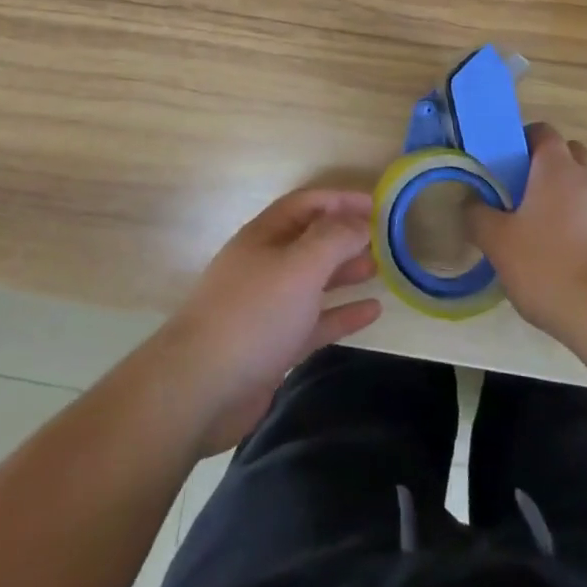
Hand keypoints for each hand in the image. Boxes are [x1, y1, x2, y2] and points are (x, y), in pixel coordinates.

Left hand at [160, 188, 381, 453]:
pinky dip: (342, 313)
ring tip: (381, 269)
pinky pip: (315, 321)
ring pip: (314, 280)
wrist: (201, 387)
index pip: (307, 204)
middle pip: (311, 240)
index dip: (341, 200)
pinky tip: (373, 312)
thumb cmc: (253, 314)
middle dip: (346, 235)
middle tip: (385, 240)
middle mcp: (266, 264)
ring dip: (346, 271)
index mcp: (265, 235)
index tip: (378, 204)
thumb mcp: (299, 266)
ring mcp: (269, 306)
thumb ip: (334, 239)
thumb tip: (360, 221)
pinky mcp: (275, 345)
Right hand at [467, 123, 586, 341]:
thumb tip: (470, 203)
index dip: (522, 140)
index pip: (543, 132)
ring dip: (564, 199)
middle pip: (570, 154)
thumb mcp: (498, 243)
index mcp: (558, 169)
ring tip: (538, 231)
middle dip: (547, 166)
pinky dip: (580, 227)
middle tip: (521, 192)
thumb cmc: (550, 267)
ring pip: (585, 189)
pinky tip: (562, 259)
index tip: (504, 162)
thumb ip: (478, 217)